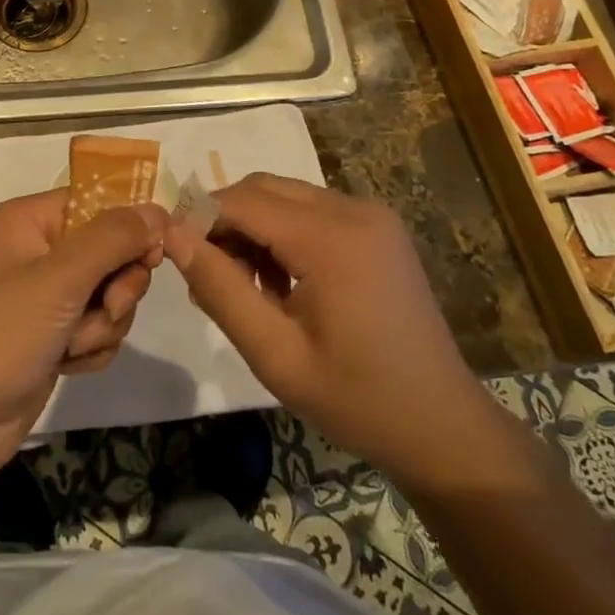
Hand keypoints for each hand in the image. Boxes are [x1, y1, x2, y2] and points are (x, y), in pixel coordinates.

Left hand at [0, 189, 166, 487]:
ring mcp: (44, 297)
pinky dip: (91, 347)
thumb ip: (113, 239)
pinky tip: (69, 364)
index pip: (94, 202)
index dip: (127, 225)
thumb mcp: (59, 278)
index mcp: (27, 221)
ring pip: (109, 293)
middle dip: (116, 286)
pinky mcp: (51, 336)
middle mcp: (36, 252)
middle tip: (108, 307)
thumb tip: (158, 211)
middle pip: (109, 250)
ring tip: (72, 345)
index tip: (151, 254)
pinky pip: (97, 327)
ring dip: (103, 323)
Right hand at [165, 174, 482, 481]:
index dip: (199, 219)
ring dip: (255, 228)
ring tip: (246, 289)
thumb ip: (220, 288)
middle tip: (210, 279)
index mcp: (330, 238)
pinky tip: (284, 283)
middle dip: (226, 222)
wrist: (441, 425)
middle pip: (263, 189)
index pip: (241, 200)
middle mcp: (353, 209)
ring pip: (286, 197)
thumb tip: (173, 235)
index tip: (174, 257)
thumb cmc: (356, 398)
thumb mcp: (274, 354)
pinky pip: (314, 211)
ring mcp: (372, 215)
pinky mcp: (380, 228)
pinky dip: (285, 233)